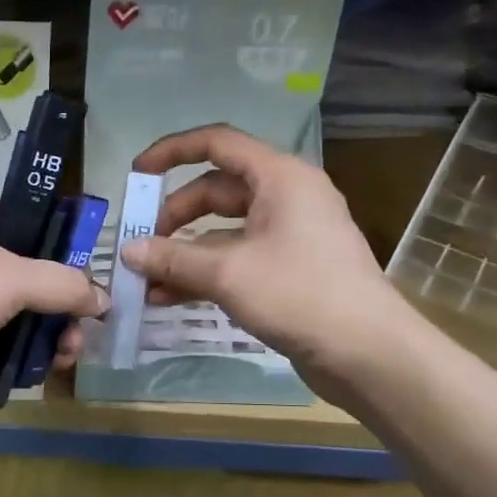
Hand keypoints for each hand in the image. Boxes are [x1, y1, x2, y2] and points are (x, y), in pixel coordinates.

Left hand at [0, 202, 106, 409]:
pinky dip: (33, 350)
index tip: (91, 267)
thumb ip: (66, 284)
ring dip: (54, 329)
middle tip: (89, 319)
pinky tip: (55, 362)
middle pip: (32, 272)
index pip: (27, 222)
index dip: (61, 242)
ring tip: (72, 349)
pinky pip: (12, 340)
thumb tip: (103, 302)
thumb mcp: (16, 276)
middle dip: (64, 298)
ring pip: (25, 310)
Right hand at [121, 125, 410, 387]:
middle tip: (142, 248)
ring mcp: (289, 235)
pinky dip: (205, 273)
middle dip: (174, 219)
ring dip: (184, 253)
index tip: (138, 175)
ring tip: (147, 282)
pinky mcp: (288, 270)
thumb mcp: (228, 273)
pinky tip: (171, 298)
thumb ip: (174, 258)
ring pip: (223, 231)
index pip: (218, 144)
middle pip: (216, 191)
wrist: (368, 352)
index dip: (172, 152)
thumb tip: (128, 251)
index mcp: (279, 178)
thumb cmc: (300, 295)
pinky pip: (236, 259)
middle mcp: (285, 197)